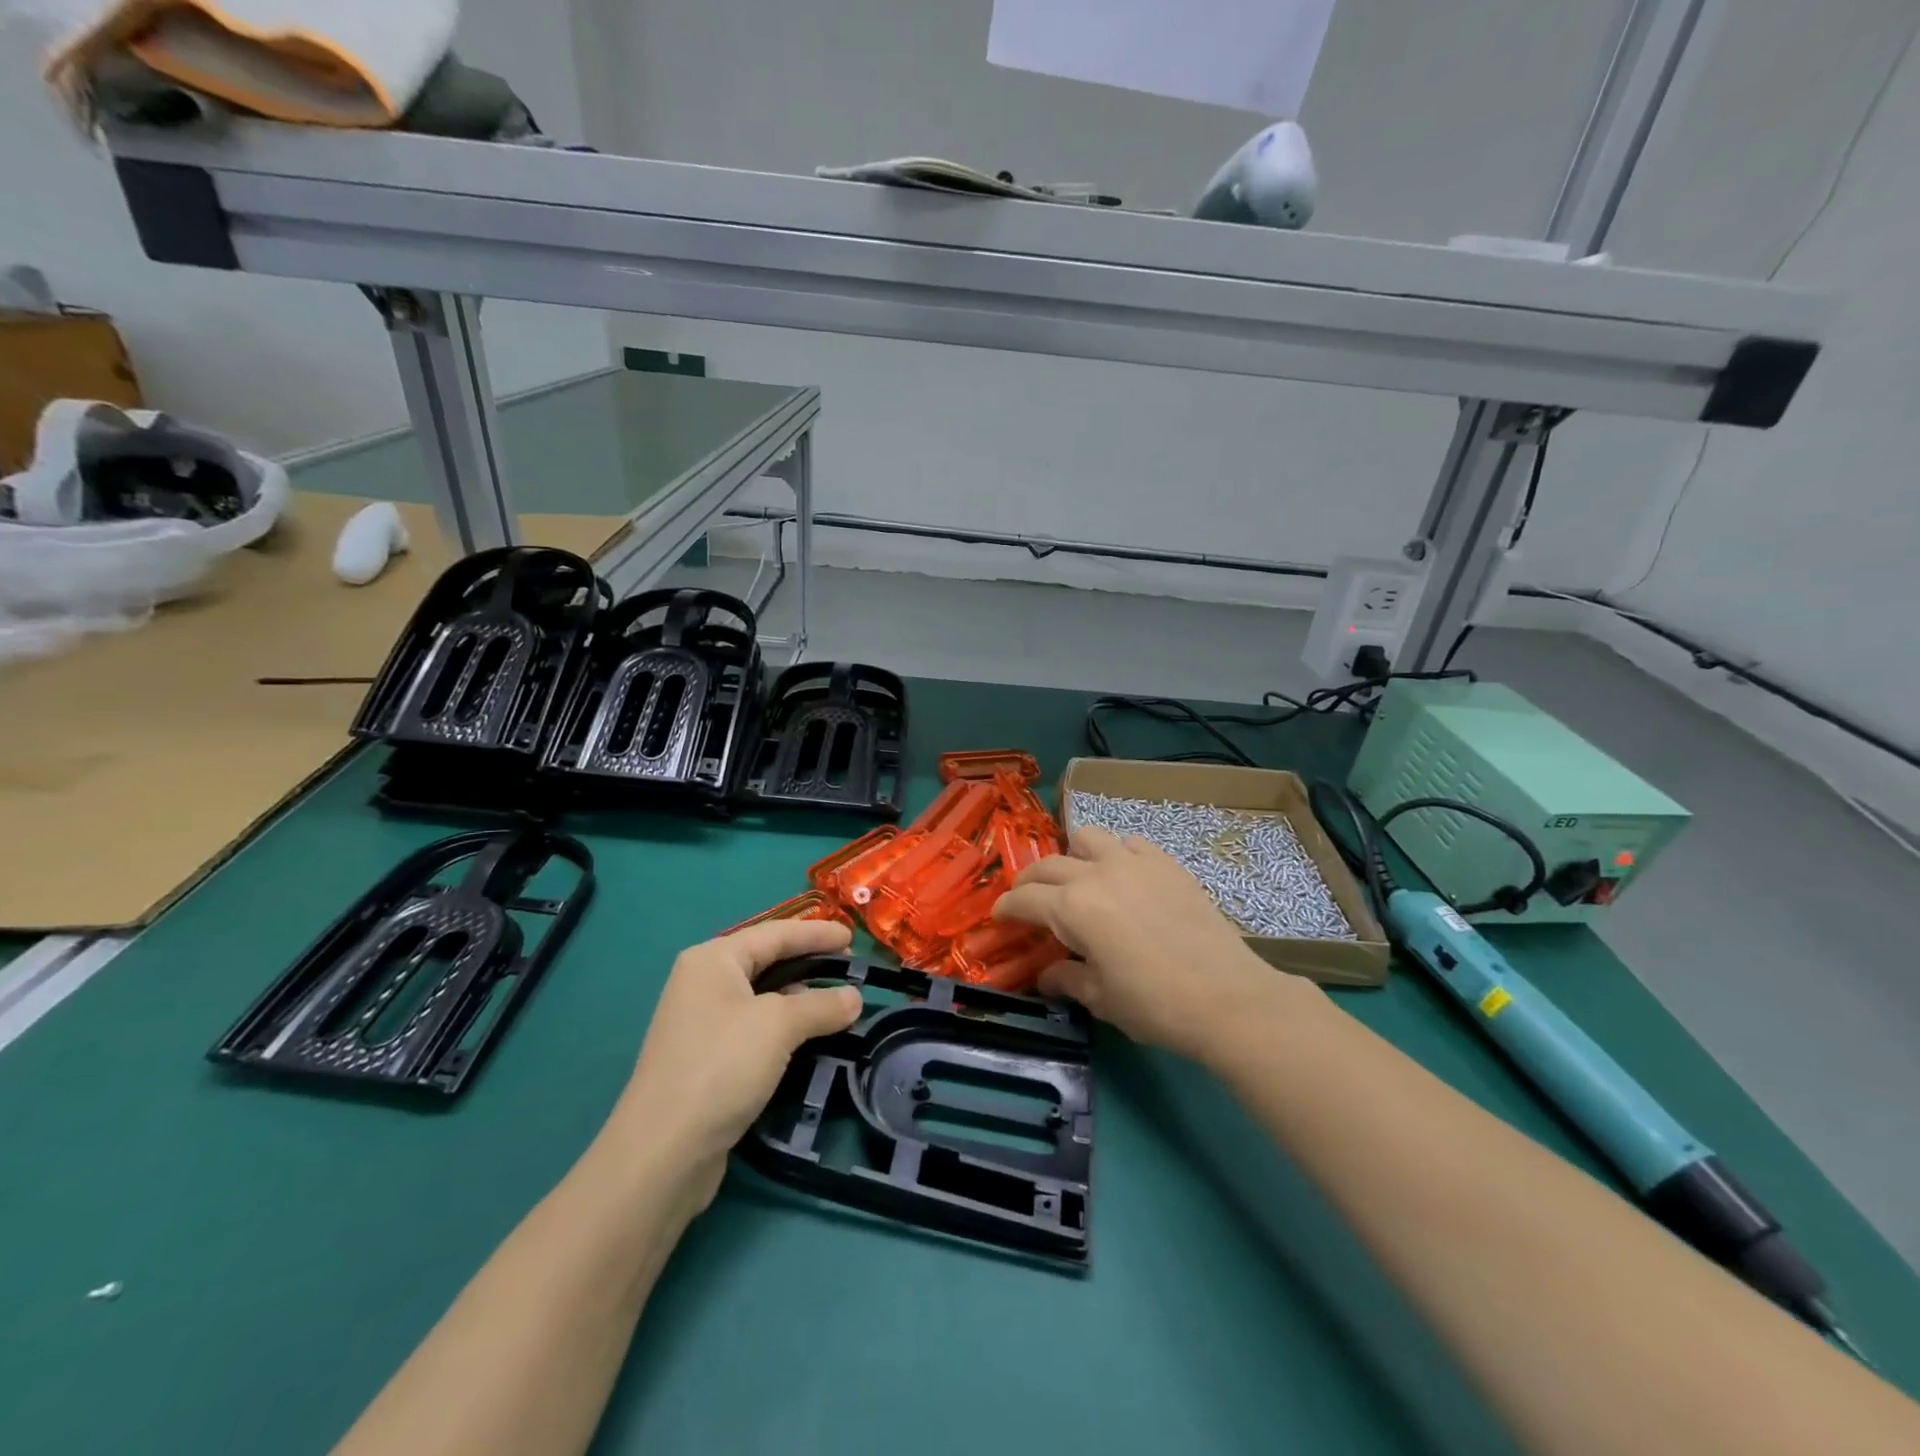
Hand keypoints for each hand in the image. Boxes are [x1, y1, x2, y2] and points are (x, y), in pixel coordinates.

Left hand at [611, 918, 861, 1207]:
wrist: (663, 1152)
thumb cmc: (722, 1066)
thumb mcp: (779, 1025)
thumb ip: (821, 1005)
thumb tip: (855, 997)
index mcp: (713, 960)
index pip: (775, 934)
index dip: (816, 933)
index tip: (852, 937)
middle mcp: (703, 983)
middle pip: (766, 961)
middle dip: (809, 963)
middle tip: (850, 967)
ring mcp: (702, 1023)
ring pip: (762, 998)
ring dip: (800, 999)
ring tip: (838, 1004)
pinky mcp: (707, 1059)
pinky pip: (755, 1028)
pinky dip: (784, 1027)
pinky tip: (808, 1038)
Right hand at [994, 824, 1306, 1056]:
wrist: (1227, 997)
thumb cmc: (1154, 1004)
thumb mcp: (1101, 999)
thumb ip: (1066, 979)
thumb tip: (1046, 975)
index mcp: (1072, 907)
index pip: (1024, 898)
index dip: (1006, 907)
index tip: (999, 917)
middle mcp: (1095, 873)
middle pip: (1048, 865)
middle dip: (1030, 882)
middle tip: (1027, 900)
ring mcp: (1133, 862)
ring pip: (1087, 837)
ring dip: (1072, 855)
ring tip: (1077, 878)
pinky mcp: (1166, 863)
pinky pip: (1130, 843)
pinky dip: (1117, 854)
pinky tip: (1124, 877)